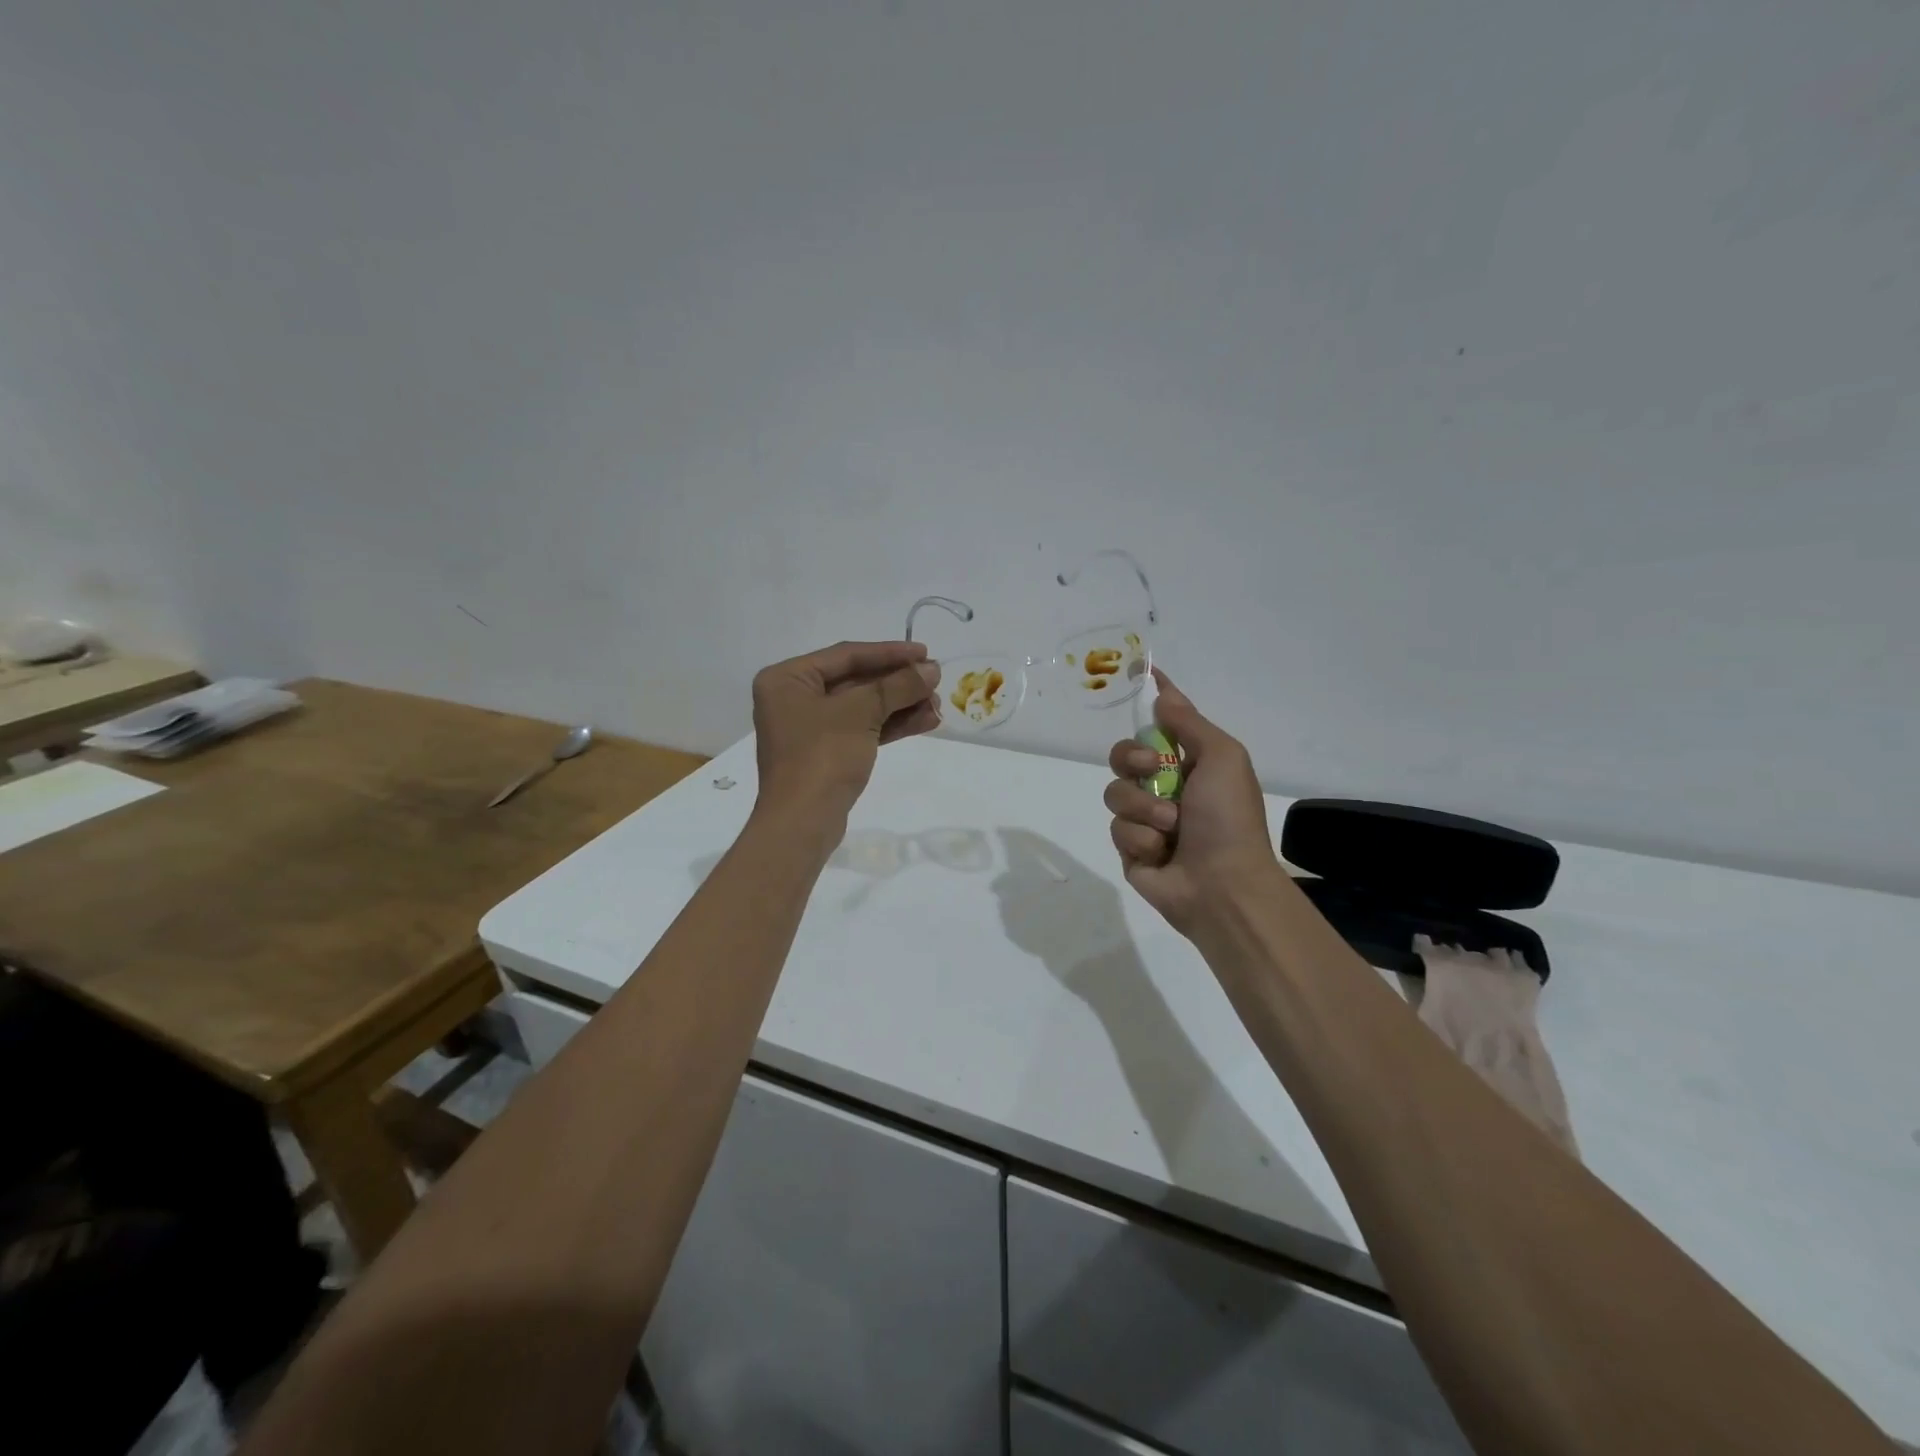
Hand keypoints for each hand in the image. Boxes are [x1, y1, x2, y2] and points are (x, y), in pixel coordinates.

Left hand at [752, 640, 941, 823]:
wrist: (803, 823)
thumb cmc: (822, 756)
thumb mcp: (861, 713)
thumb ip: (898, 686)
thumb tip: (932, 670)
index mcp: (787, 679)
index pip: (846, 655)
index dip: (889, 653)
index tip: (925, 652)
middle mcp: (794, 698)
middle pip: (856, 680)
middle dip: (898, 683)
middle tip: (936, 682)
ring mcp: (809, 728)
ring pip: (863, 707)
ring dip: (901, 705)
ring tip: (938, 705)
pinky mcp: (826, 753)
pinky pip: (862, 729)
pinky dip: (891, 725)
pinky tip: (925, 722)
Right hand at [1104, 671, 1278, 934]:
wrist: (1222, 885)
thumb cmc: (1228, 817)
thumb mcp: (1223, 758)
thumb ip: (1189, 723)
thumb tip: (1163, 693)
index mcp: (1191, 764)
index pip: (1163, 724)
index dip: (1151, 703)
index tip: (1140, 677)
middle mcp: (1166, 786)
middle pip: (1124, 754)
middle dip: (1132, 757)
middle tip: (1151, 767)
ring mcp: (1146, 818)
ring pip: (1116, 792)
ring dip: (1143, 807)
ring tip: (1170, 827)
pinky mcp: (1130, 848)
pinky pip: (1118, 828)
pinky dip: (1141, 838)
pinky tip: (1160, 852)